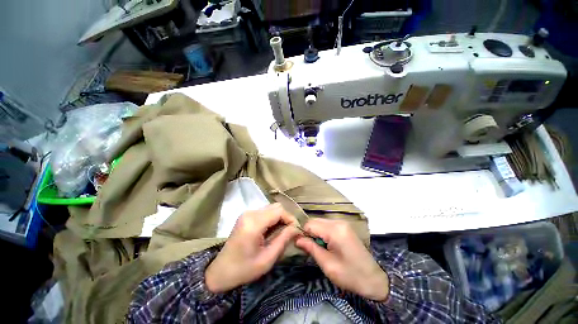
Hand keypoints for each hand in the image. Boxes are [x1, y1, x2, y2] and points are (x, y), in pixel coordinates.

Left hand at [205, 203, 298, 292]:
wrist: (220, 272)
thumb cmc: (244, 269)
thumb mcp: (267, 259)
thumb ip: (283, 240)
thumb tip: (297, 228)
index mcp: (253, 224)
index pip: (279, 211)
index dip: (290, 218)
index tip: (297, 230)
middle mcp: (250, 213)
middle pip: (276, 207)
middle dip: (286, 218)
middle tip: (290, 232)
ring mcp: (247, 213)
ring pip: (271, 208)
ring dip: (280, 218)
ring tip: (282, 233)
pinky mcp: (247, 215)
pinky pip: (265, 212)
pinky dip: (272, 219)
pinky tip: (272, 231)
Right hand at [295, 218, 388, 301]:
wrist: (374, 279)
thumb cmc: (350, 275)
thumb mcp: (327, 264)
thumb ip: (311, 248)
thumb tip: (297, 239)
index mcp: (334, 230)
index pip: (310, 224)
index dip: (303, 233)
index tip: (300, 245)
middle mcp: (338, 222)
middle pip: (315, 221)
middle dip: (309, 232)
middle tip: (309, 248)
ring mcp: (342, 223)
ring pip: (320, 222)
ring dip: (316, 232)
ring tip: (318, 247)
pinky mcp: (345, 226)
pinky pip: (327, 225)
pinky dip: (323, 232)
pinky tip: (326, 244)